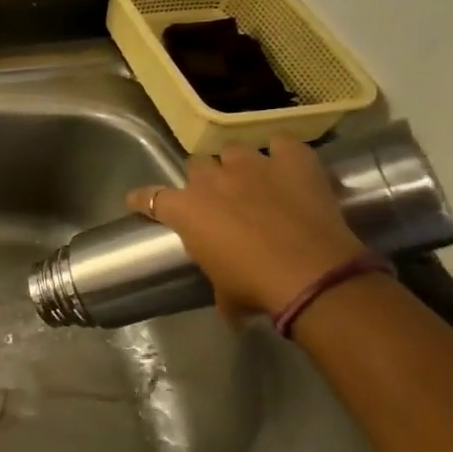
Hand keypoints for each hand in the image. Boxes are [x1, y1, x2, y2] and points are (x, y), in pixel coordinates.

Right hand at [127, 136, 366, 321]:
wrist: (312, 276)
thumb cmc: (255, 287)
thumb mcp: (224, 292)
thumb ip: (216, 282)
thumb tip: (228, 308)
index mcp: (186, 210)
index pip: (150, 197)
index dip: (143, 199)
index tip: (139, 201)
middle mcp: (212, 180)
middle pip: (197, 166)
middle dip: (204, 180)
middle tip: (217, 198)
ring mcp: (252, 165)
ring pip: (234, 151)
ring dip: (238, 164)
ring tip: (252, 180)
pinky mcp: (292, 160)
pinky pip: (282, 143)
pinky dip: (283, 153)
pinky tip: (287, 164)